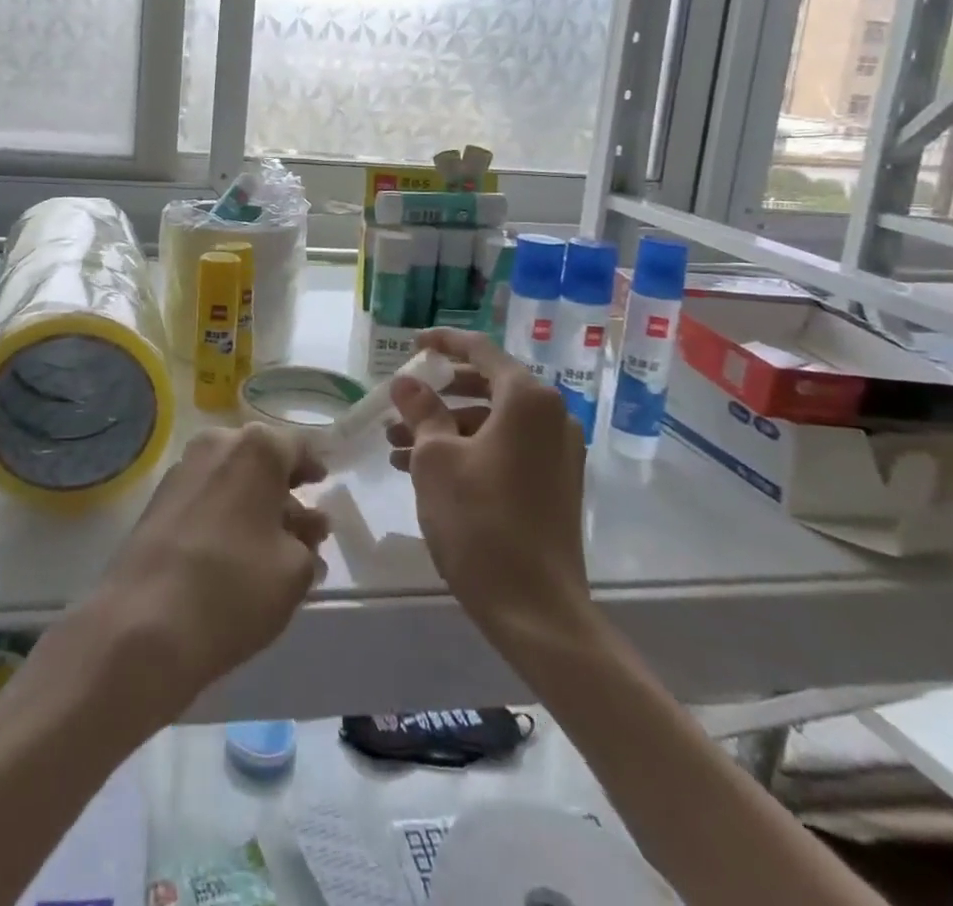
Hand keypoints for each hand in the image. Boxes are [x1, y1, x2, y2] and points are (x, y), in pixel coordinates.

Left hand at [76, 423, 328, 727]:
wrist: (143, 624)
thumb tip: (305, 526)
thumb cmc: (234, 586)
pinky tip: (235, 555)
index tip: (323, 486)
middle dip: (282, 490)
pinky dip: (224, 515)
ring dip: (253, 505)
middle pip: (260, 460)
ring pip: (231, 479)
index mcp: (256, 448)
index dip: (313, 466)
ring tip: (272, 550)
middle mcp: (217, 444)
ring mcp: (182, 470)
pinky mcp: (157, 501)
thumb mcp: (295, 570)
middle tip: (302, 526)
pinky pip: (205, 497)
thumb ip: (307, 540)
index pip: (297, 446)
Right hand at [385, 328, 596, 647]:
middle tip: (400, 403)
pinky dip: (466, 450)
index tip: (412, 345)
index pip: (480, 350)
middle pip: (486, 385)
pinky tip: (423, 471)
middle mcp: (550, 417)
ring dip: (445, 427)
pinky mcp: (553, 484)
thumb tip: (407, 383)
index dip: (442, 342)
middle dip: (438, 394)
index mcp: (527, 400)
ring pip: (491, 421)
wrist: (536, 609)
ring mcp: (557, 453)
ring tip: (395, 447)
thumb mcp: (435, 459)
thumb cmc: (480, 521)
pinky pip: (504, 448)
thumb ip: (421, 411)